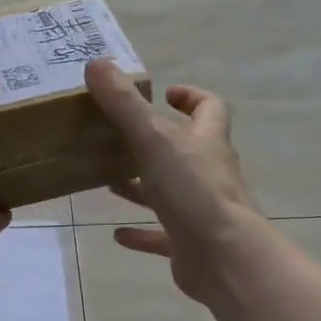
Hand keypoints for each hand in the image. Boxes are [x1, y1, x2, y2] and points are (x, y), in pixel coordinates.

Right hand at [85, 60, 262, 303]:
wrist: (223, 257)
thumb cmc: (193, 191)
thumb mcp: (154, 140)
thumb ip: (124, 104)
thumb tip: (97, 62)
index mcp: (207, 142)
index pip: (210, 108)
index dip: (191, 97)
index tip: (166, 93)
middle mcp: (208, 172)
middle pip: (185, 149)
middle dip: (154, 141)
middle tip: (119, 136)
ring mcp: (200, 210)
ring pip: (170, 191)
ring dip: (142, 186)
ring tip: (109, 180)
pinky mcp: (188, 243)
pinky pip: (161, 235)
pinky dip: (141, 233)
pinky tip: (117, 233)